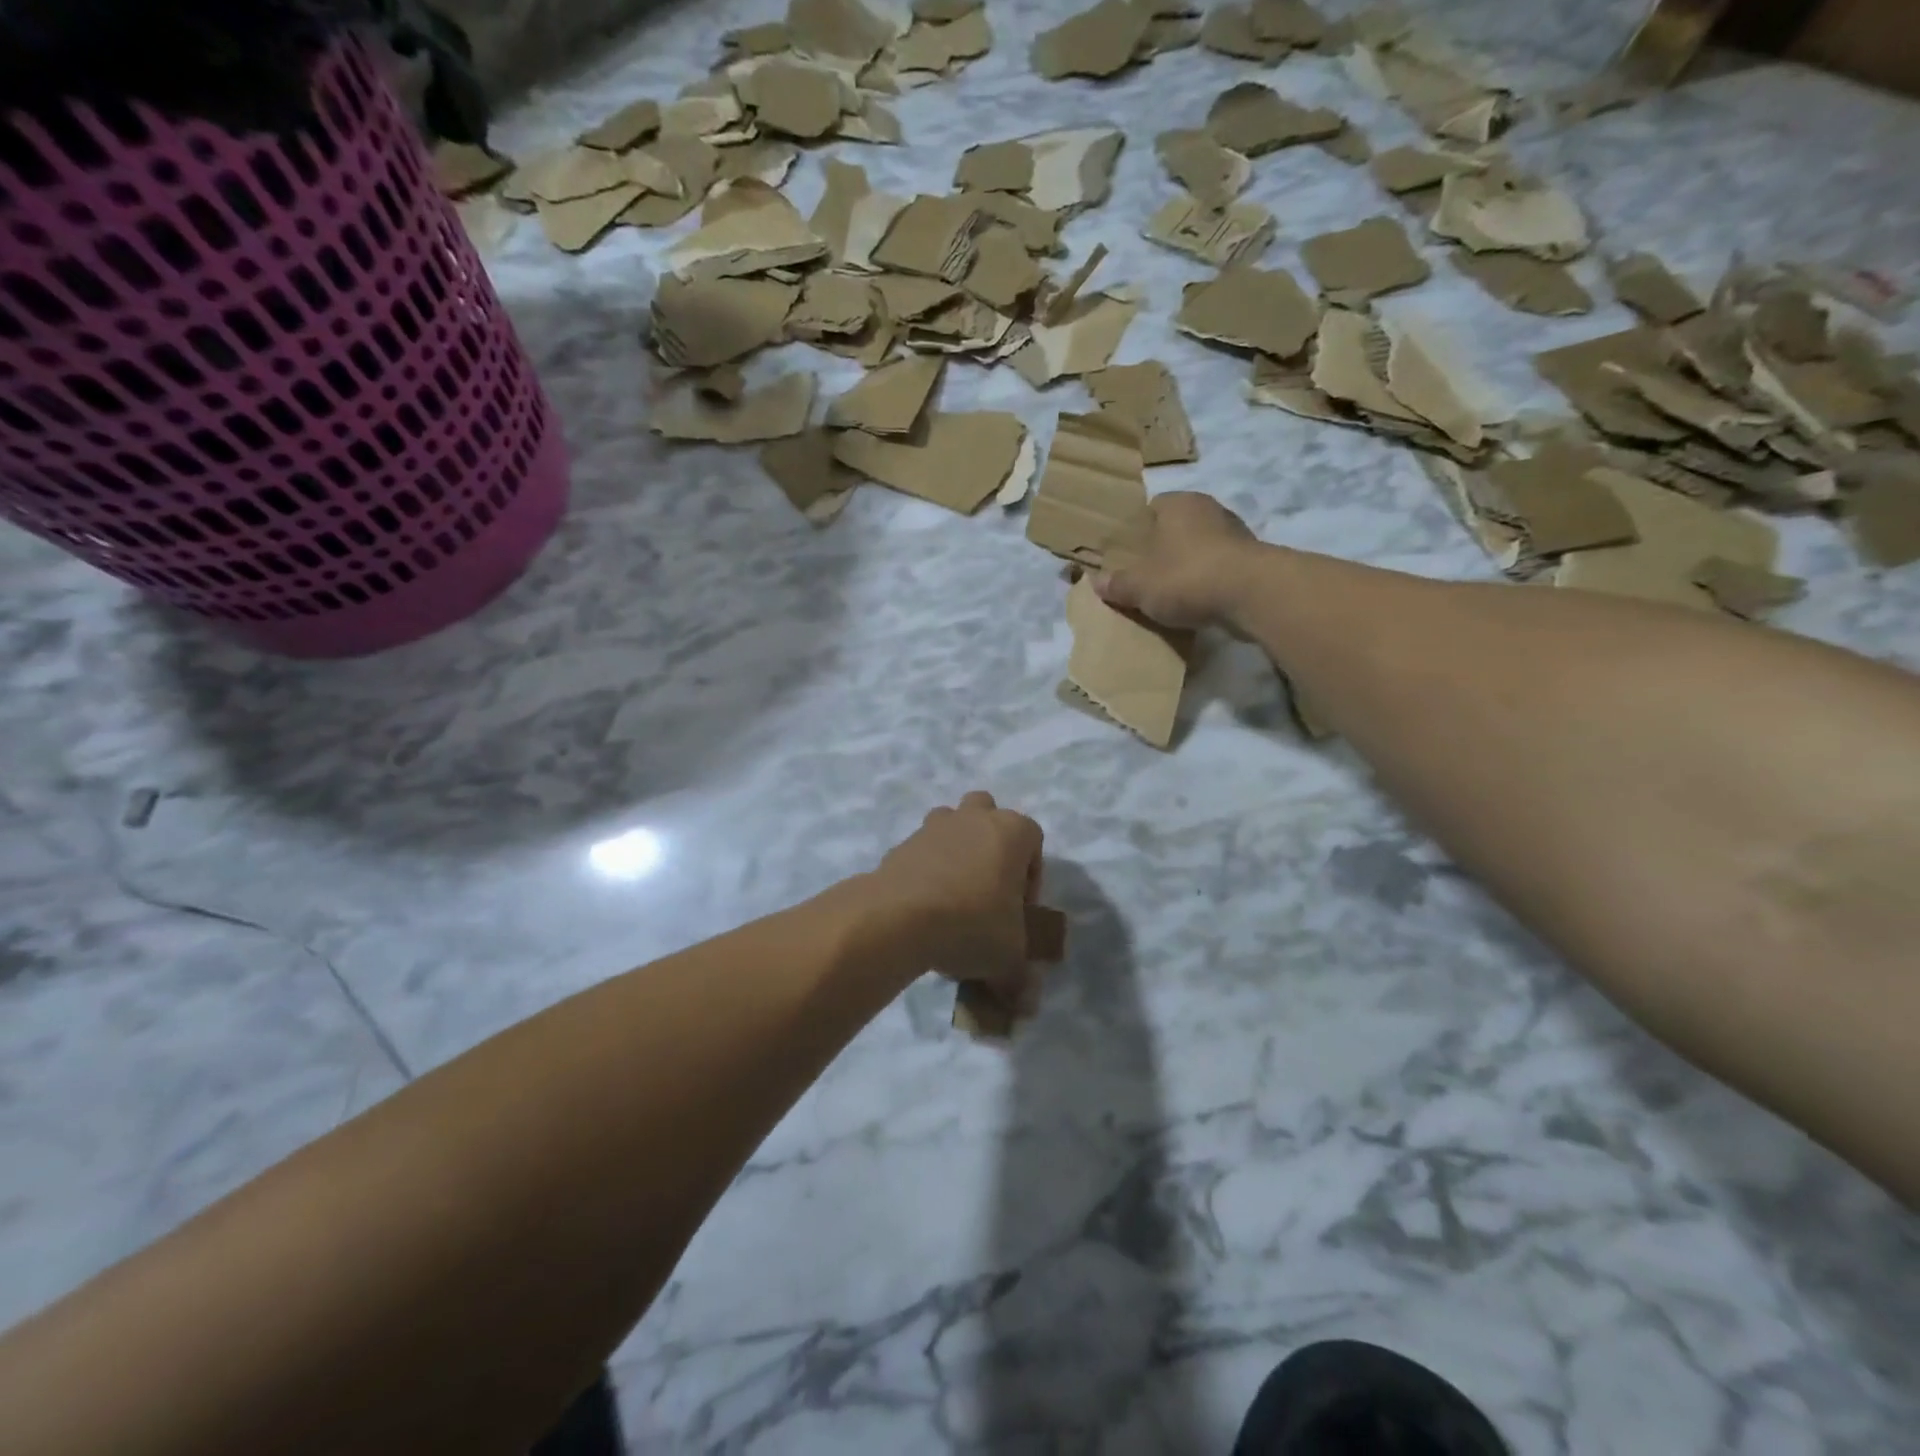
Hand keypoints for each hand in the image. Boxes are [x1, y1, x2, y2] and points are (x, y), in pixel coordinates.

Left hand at [871, 792, 1045, 1008]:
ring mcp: (934, 826)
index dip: (1031, 880)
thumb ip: (1021, 978)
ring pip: (952, 825)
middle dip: (991, 846)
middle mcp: (974, 817)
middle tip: (988, 891)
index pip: (1033, 843)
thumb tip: (1025, 1005)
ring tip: (954, 898)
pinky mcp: (902, 843)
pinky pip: (922, 852)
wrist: (900, 917)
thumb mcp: (1009, 958)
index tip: (1019, 914)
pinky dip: (926, 871)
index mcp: (1012, 831)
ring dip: (956, 852)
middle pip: (988, 816)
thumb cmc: (972, 924)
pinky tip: (924, 910)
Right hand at [1096, 492, 1259, 629]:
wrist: (1252, 595)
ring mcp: (1236, 533)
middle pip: (1176, 529)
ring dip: (1188, 568)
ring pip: (1200, 549)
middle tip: (1144, 577)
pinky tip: (1198, 604)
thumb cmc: (1187, 577)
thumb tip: (1097, 582)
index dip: (1136, 531)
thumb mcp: (1139, 586)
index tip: (1126, 556)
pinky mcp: (1253, 560)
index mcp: (1178, 503)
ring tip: (1170, 595)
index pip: (1150, 508)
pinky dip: (1209, 583)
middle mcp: (1208, 509)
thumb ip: (1117, 583)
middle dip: (1162, 550)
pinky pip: (1220, 569)